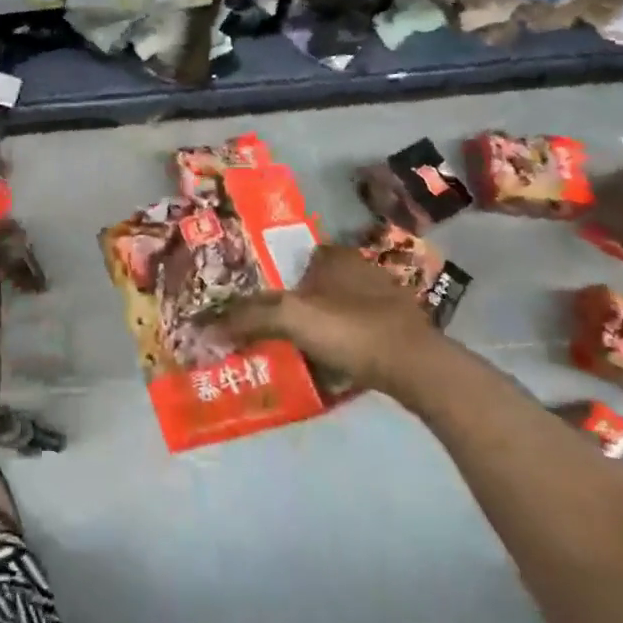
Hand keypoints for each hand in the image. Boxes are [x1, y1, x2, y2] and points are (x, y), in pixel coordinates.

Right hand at [215, 243, 445, 395]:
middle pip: (316, 283)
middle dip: (297, 301)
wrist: (417, 367)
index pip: (294, 255)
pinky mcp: (399, 328)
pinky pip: (359, 330)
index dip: (273, 274)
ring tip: (296, 346)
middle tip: (273, 325)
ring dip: (321, 323)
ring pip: (339, 306)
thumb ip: (249, 317)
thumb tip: (205, 324)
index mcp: (334, 255)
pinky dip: (344, 342)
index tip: (256, 298)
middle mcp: (360, 267)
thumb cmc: (351, 329)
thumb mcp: (291, 319)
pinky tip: (331, 362)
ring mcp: (384, 297)